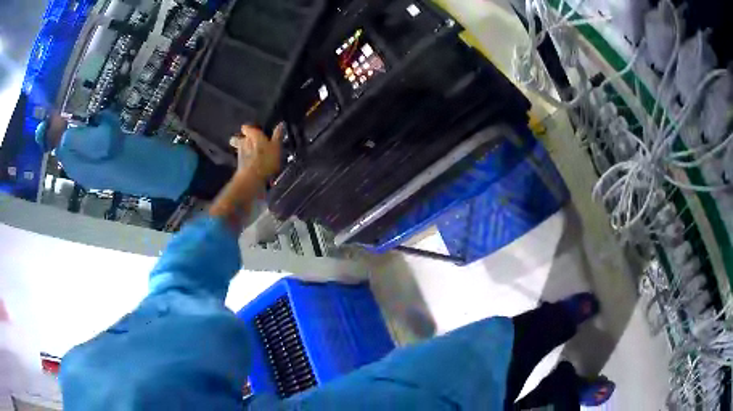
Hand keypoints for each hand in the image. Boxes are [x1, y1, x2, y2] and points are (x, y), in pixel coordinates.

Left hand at [230, 123, 283, 179]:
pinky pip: (241, 159)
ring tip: (248, 152)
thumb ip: (277, 135)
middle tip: (244, 140)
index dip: (248, 128)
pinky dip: (244, 160)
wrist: (253, 177)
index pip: (246, 128)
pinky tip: (249, 163)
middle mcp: (244, 142)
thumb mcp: (276, 146)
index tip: (250, 129)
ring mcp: (240, 154)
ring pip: (239, 148)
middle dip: (240, 139)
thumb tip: (281, 124)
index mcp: (253, 135)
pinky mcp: (239, 165)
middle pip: (238, 138)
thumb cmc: (266, 159)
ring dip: (242, 149)